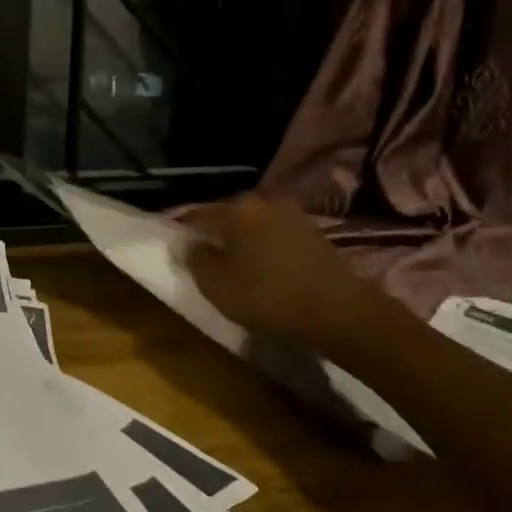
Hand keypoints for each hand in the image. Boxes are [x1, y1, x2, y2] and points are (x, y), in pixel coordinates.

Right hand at [178, 195, 364, 344]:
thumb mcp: (216, 285)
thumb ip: (195, 259)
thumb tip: (188, 243)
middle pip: (230, 216)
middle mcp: (264, 202)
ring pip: (256, 225)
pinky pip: (279, 236)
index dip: (184, 229)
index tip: (176, 243)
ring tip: (239, 264)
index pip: (199, 214)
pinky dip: (268, 248)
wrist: (335, 309)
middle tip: (208, 256)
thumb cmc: (266, 295)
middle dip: (218, 233)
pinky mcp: (315, 233)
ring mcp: (294, 215)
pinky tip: (267, 267)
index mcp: (236, 209)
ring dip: (246, 241)